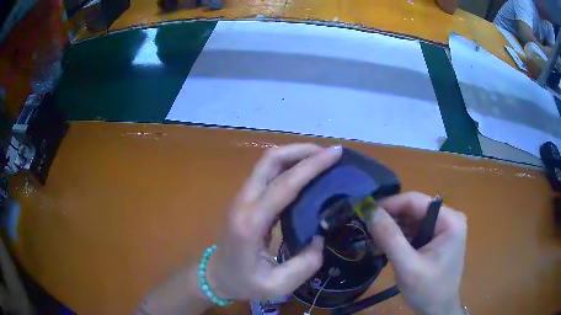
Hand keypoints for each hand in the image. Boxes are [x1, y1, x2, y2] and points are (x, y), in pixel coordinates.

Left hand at [207, 144, 342, 300]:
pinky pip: (268, 173)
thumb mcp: (277, 286)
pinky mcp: (246, 199)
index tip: (335, 153)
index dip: (311, 166)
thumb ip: (305, 265)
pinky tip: (306, 173)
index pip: (283, 185)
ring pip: (267, 162)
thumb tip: (320, 237)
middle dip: (301, 151)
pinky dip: (288, 166)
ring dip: (295, 155)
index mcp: (250, 224)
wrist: (215, 275)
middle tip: (329, 153)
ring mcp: (243, 198)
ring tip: (321, 159)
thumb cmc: (243, 282)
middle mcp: (244, 203)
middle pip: (270, 161)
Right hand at [369, 192, 466, 314]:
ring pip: (413, 220)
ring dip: (392, 230)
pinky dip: (399, 238)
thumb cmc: (428, 290)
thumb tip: (370, 211)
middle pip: (414, 210)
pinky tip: (384, 247)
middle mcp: (449, 218)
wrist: (438, 310)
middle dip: (390, 220)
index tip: (366, 212)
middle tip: (367, 229)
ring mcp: (444, 228)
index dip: (389, 205)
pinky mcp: (438, 239)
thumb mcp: (407, 266)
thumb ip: (390, 238)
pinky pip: (416, 231)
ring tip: (373, 241)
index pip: (416, 201)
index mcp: (450, 220)